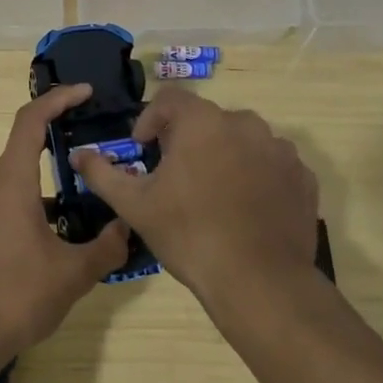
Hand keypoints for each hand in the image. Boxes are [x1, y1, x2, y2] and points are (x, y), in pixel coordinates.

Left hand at [0, 83, 128, 362]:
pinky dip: (38, 198)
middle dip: (61, 136)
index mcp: (11, 182)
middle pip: (25, 144)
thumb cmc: (17, 296)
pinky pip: (11, 197)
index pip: (31, 121)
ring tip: (90, 189)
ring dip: (52, 175)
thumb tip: (128, 228)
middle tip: (98, 141)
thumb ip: (107, 247)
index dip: (58, 99)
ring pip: (20, 175)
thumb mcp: (73, 273)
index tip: (86, 92)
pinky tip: (64, 227)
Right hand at [72, 87, 318, 309]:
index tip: (144, 150)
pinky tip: (244, 208)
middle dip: (187, 140)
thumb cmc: (189, 234)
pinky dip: (256, 175)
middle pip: (207, 120)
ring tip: (212, 193)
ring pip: (241, 140)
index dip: (150, 120)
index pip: (170, 99)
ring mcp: (279, 150)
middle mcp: (245, 124)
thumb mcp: (135, 205)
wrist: (259, 282)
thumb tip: (79, 156)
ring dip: (223, 155)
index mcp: (202, 122)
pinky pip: (271, 164)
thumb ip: (102, 173)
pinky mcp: (302, 177)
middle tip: (175, 177)